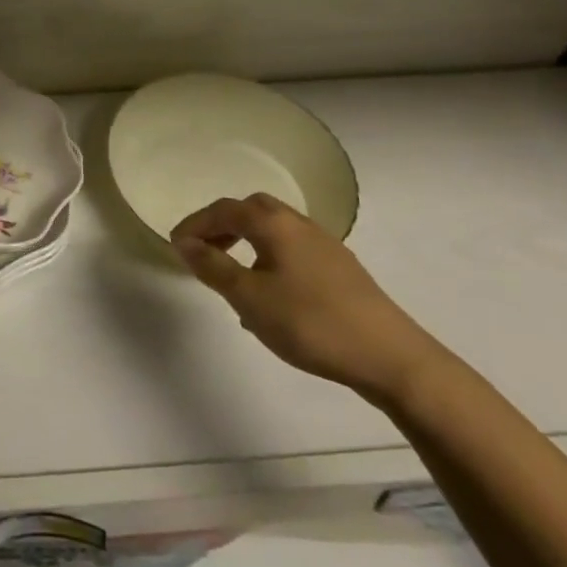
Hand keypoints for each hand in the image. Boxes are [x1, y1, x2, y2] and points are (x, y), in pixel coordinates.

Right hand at [171, 194, 445, 404]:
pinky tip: (270, 296)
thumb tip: (185, 243)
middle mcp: (298, 223)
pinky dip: (269, 259)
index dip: (196, 224)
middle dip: (223, 225)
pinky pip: (292, 250)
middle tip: (204, 251)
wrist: (391, 356)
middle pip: (252, 210)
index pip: (224, 210)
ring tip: (233, 276)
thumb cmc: (310, 322)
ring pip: (275, 230)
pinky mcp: (341, 269)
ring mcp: (324, 245)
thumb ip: (214, 267)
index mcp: (273, 224)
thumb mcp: (250, 298)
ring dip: (247, 242)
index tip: (175, 244)